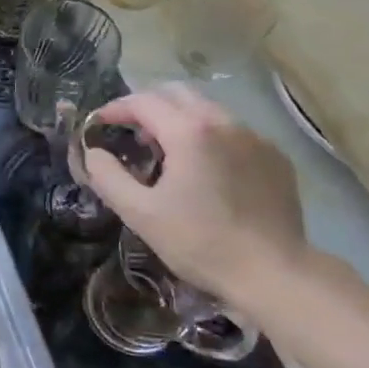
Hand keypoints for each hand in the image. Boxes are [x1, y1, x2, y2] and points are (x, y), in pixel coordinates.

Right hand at [84, 84, 308, 318]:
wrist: (274, 274)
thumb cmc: (201, 243)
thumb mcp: (141, 214)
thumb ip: (108, 177)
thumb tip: (93, 152)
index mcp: (189, 131)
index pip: (143, 101)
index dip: (115, 108)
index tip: (99, 123)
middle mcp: (223, 122)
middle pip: (177, 93)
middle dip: (148, 105)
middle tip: (131, 131)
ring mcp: (254, 137)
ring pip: (208, 110)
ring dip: (180, 119)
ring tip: (167, 150)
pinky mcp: (275, 157)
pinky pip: (234, 132)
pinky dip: (210, 138)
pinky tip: (207, 169)